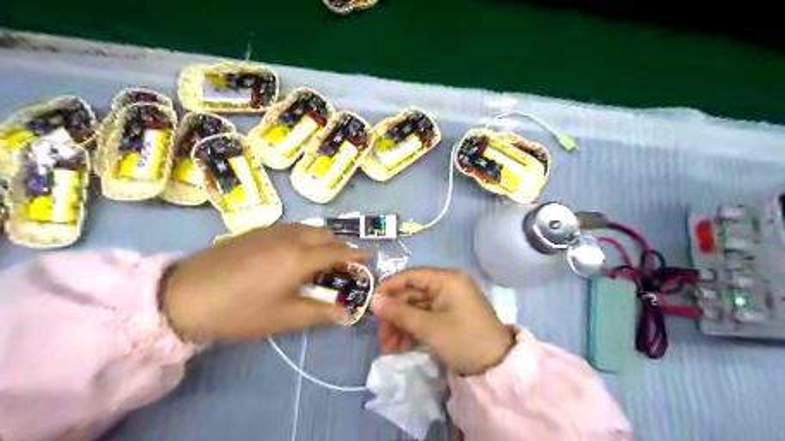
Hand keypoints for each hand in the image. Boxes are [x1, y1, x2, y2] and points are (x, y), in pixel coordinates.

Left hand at [162, 224, 371, 340]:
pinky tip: (293, 251)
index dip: (357, 255)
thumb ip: (319, 313)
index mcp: (300, 258)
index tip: (371, 256)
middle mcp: (290, 237)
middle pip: (325, 235)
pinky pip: (291, 228)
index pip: (338, 252)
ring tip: (320, 257)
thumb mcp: (283, 318)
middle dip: (339, 246)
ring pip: (307, 228)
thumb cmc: (239, 311)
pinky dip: (303, 236)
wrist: (184, 295)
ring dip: (321, 239)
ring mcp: (271, 231)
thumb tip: (345, 313)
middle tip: (342, 263)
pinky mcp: (255, 231)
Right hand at [372, 268, 516, 374]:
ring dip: (401, 326)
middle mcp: (447, 285)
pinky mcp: (450, 316)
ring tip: (388, 348)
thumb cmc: (463, 340)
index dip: (389, 288)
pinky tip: (401, 346)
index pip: (410, 276)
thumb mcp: (429, 328)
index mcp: (446, 279)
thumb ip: (399, 313)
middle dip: (394, 315)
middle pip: (412, 294)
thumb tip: (373, 302)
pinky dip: (413, 330)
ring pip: (416, 308)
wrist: (497, 366)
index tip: (371, 304)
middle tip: (380, 336)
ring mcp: (449, 301)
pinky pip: (426, 317)